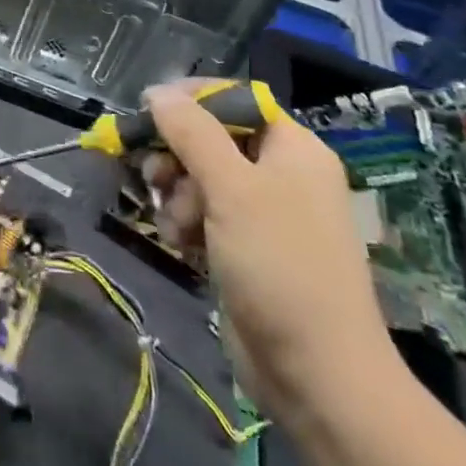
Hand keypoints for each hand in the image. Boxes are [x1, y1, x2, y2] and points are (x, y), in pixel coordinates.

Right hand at [143, 80, 400, 427]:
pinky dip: (185, 223)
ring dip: (176, 195)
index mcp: (293, 149)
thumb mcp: (232, 189)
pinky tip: (181, 244)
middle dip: (177, 156)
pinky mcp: (244, 247)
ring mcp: (263, 213)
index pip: (236, 100)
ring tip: (177, 224)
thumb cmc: (279, 266)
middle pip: (210, 138)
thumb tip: (158, 91)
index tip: (149, 111)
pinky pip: (202, 213)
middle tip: (156, 176)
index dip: (192, 100)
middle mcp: (280, 173)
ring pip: (199, 177)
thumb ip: (192, 133)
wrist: (316, 374)